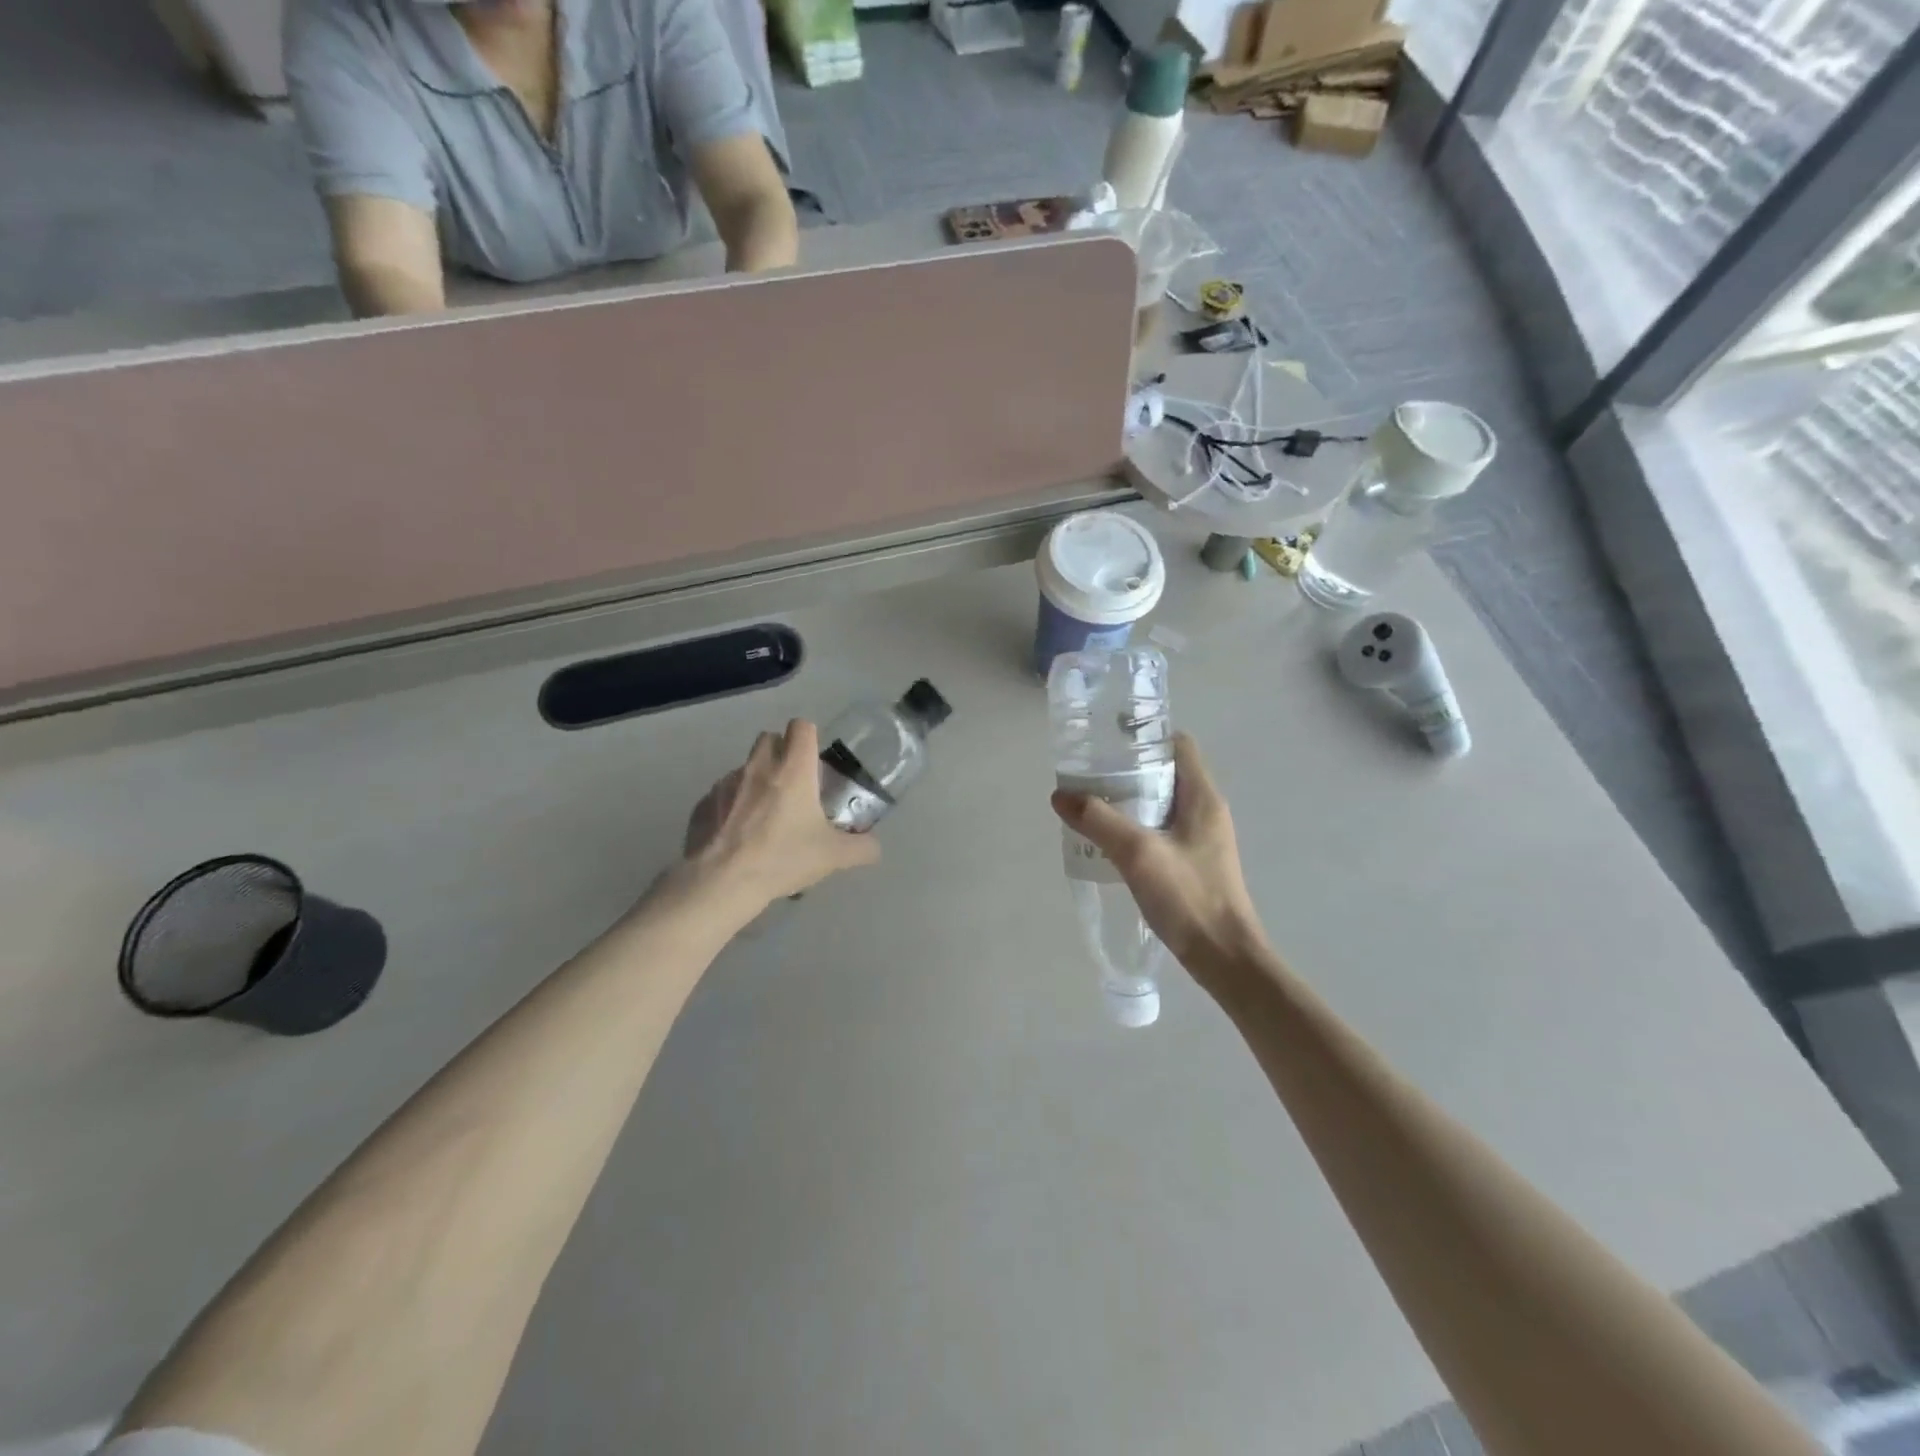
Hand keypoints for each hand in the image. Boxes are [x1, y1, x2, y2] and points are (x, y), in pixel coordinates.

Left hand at [681, 720, 879, 907]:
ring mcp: (726, 783)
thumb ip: (861, 848)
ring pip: (744, 767)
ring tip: (763, 816)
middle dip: (781, 752)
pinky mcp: (703, 803)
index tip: (815, 760)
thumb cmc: (782, 858)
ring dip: (756, 780)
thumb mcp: (833, 856)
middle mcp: (758, 767)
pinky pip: (722, 795)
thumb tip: (874, 847)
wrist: (721, 882)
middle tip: (792, 784)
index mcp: (792, 769)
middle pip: (769, 738)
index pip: (802, 727)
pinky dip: (732, 806)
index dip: (810, 737)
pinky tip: (737, 835)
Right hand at [1050, 733, 1268, 990]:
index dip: (1144, 736)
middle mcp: (1206, 810)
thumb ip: (1098, 820)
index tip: (1108, 741)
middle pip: (1165, 773)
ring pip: (1161, 803)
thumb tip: (1060, 795)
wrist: (1225, 958)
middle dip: (1127, 769)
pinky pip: (1161, 830)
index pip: (1178, 745)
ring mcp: (1202, 838)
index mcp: (1202, 797)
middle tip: (1089, 773)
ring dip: (1129, 800)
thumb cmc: (1189, 897)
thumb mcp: (1137, 854)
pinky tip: (1110, 841)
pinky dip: (1136, 827)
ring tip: (1091, 803)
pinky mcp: (1194, 862)